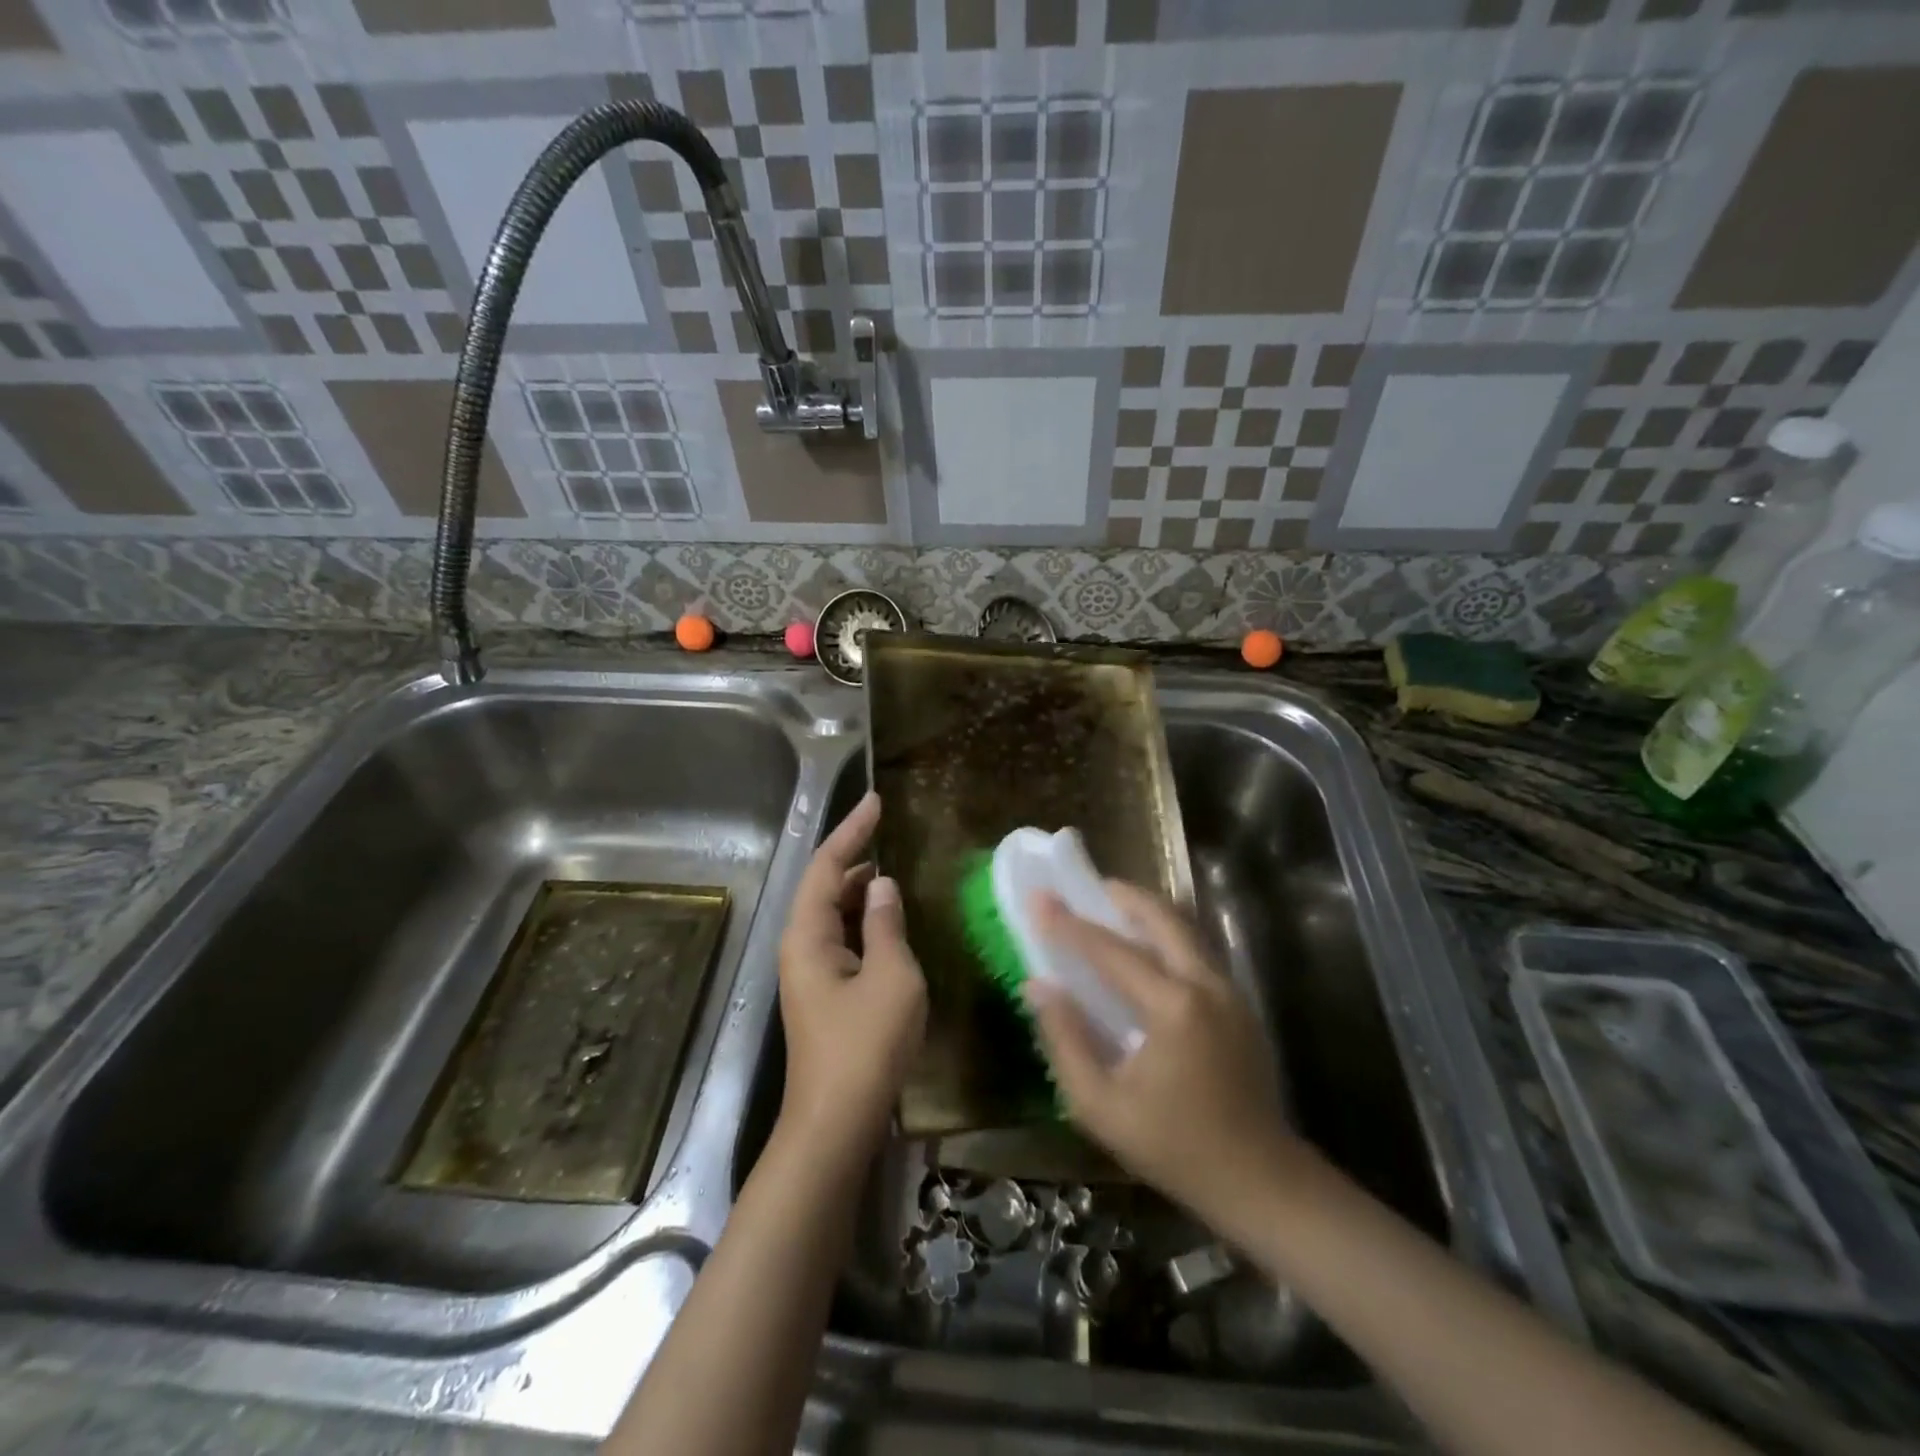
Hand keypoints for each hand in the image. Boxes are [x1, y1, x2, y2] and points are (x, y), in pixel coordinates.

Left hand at [776, 791, 926, 1157]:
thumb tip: (884, 885)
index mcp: (808, 935)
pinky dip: (865, 920)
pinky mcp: (825, 993)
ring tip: (893, 868)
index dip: (852, 830)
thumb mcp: (891, 977)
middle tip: (886, 828)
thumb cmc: (865, 1046)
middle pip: (825, 886)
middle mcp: (801, 946)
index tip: (876, 801)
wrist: (836, 1123)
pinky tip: (889, 920)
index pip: (828, 866)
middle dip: (854, 854)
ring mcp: (811, 972)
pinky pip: (843, 939)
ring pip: (834, 914)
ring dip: (861, 889)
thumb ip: (888, 925)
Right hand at [1025, 883, 1307, 1224]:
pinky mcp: (1240, 1005)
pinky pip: (1196, 952)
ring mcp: (1230, 992)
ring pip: (1185, 930)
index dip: (1070, 925)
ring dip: (1147, 912)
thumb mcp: (1102, 1107)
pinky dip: (1166, 937)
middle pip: (1163, 918)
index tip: (1039, 898)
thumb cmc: (1175, 1149)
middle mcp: (1206, 985)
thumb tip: (1038, 986)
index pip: (1111, 952)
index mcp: (1173, 1008)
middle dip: (1123, 896)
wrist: (1261, 1182)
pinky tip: (1145, 951)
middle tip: (1088, 887)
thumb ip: (1065, 1041)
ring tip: (1112, 907)